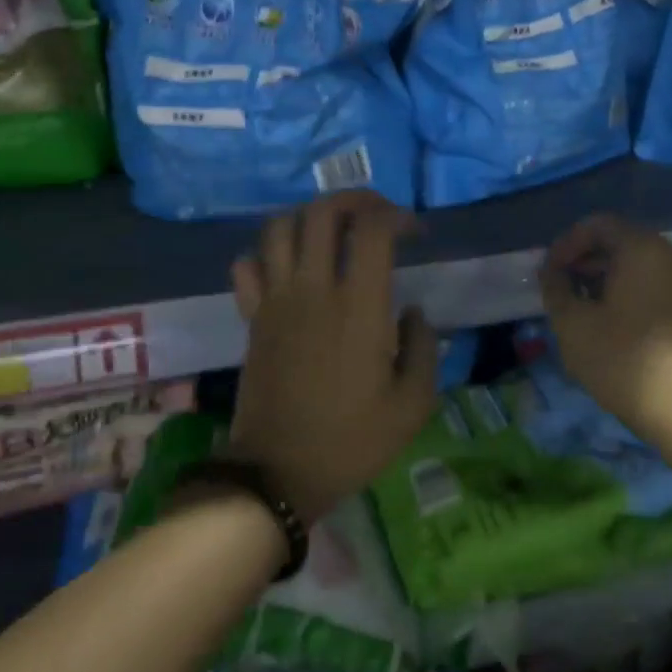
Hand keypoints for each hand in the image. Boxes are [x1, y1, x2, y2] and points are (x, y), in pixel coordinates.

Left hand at [227, 192, 437, 525]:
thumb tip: (413, 312)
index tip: (415, 232)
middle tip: (376, 214)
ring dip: (308, 217)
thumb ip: (423, 348)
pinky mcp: (252, 318)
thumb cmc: (352, 441)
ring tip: (332, 232)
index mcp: (360, 306)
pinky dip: (265, 254)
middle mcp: (314, 289)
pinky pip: (247, 266)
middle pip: (323, 212)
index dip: (397, 216)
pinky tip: (287, 268)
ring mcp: (276, 301)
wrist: (278, 472)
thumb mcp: (413, 405)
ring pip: (280, 228)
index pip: (374, 228)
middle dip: (355, 200)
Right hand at [540, 214, 671, 439]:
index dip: (567, 244)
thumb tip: (552, 273)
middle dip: (586, 262)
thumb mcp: (573, 323)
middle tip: (561, 290)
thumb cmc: (623, 358)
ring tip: (582, 310)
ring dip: (606, 280)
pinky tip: (611, 324)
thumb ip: (556, 289)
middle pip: (621, 243)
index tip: (549, 273)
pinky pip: (656, 285)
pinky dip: (630, 293)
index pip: (599, 225)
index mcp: (643, 249)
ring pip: (640, 266)